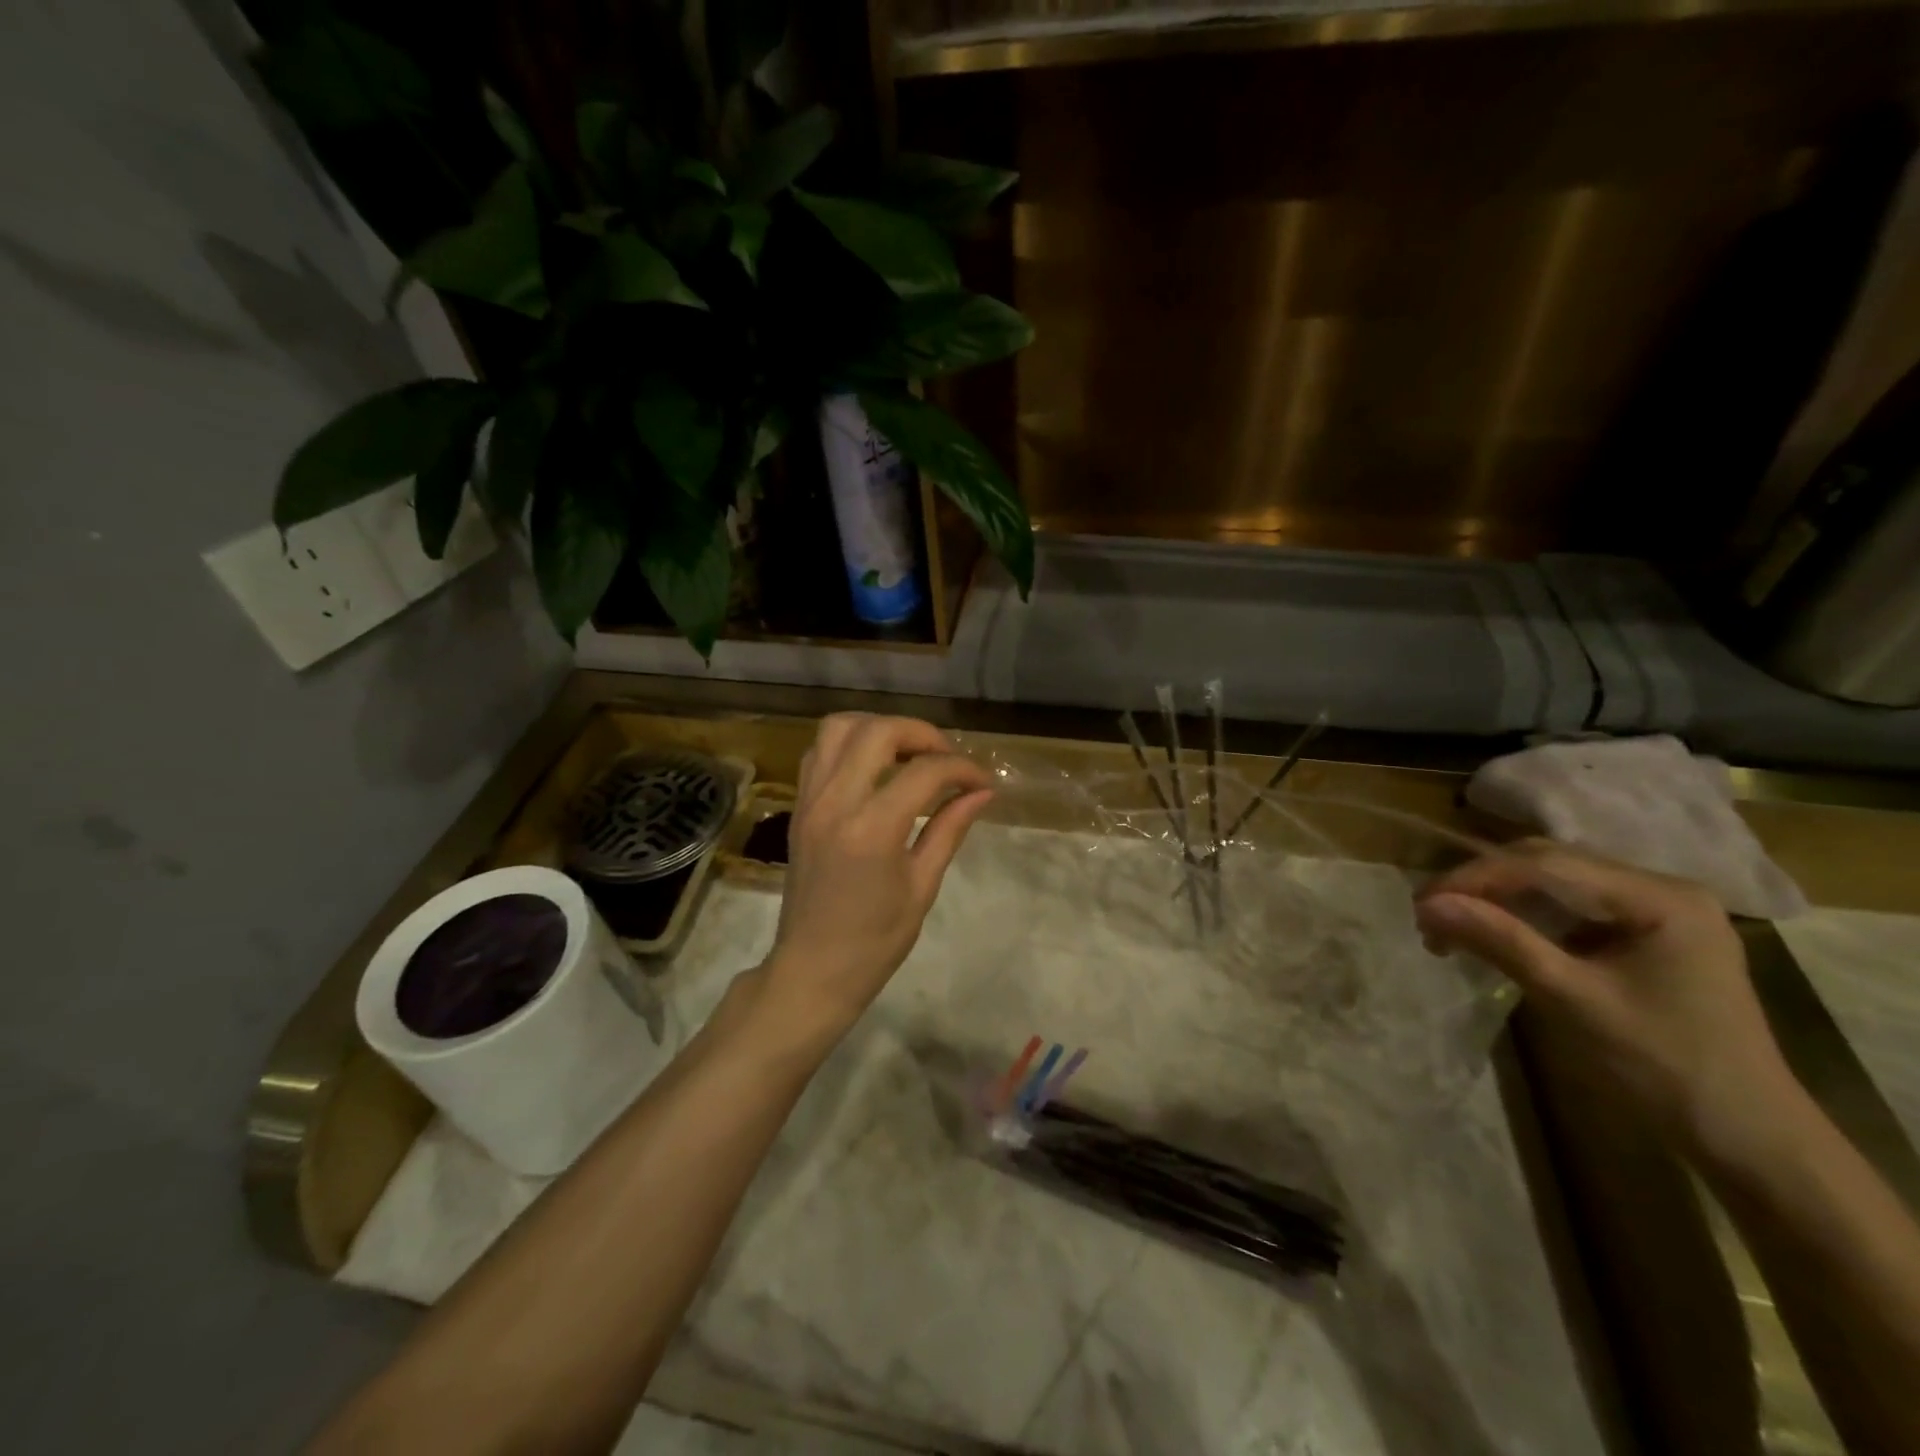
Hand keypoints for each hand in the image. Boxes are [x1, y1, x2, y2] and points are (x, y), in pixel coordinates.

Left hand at [762, 714, 993, 1036]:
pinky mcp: (799, 806)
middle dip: (921, 733)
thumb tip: (983, 792)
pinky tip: (874, 768)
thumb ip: (949, 829)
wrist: (813, 969)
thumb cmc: (875, 940)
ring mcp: (810, 800)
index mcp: (872, 829)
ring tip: (908, 753)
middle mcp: (836, 802)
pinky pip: (819, 751)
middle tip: (946, 757)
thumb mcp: (922, 886)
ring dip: (879, 728)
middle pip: (878, 731)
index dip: (962, 768)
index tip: (982, 780)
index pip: (925, 772)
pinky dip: (850, 744)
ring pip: (839, 728)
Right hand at [1414, 839, 1796, 1161]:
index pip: (1546, 864)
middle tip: (1430, 915)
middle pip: (1548, 864)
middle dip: (1483, 885)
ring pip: (1552, 883)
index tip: (1422, 904)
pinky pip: (1568, 908)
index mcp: (1660, 897)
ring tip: (1451, 927)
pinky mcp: (1643, 934)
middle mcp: (1661, 889)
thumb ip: (1501, 942)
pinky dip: (1522, 917)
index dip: (1476, 877)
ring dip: (1497, 900)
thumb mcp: (1574, 1000)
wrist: (1749, 1139)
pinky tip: (1494, 937)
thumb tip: (1428, 905)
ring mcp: (1655, 910)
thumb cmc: (1666, 1067)